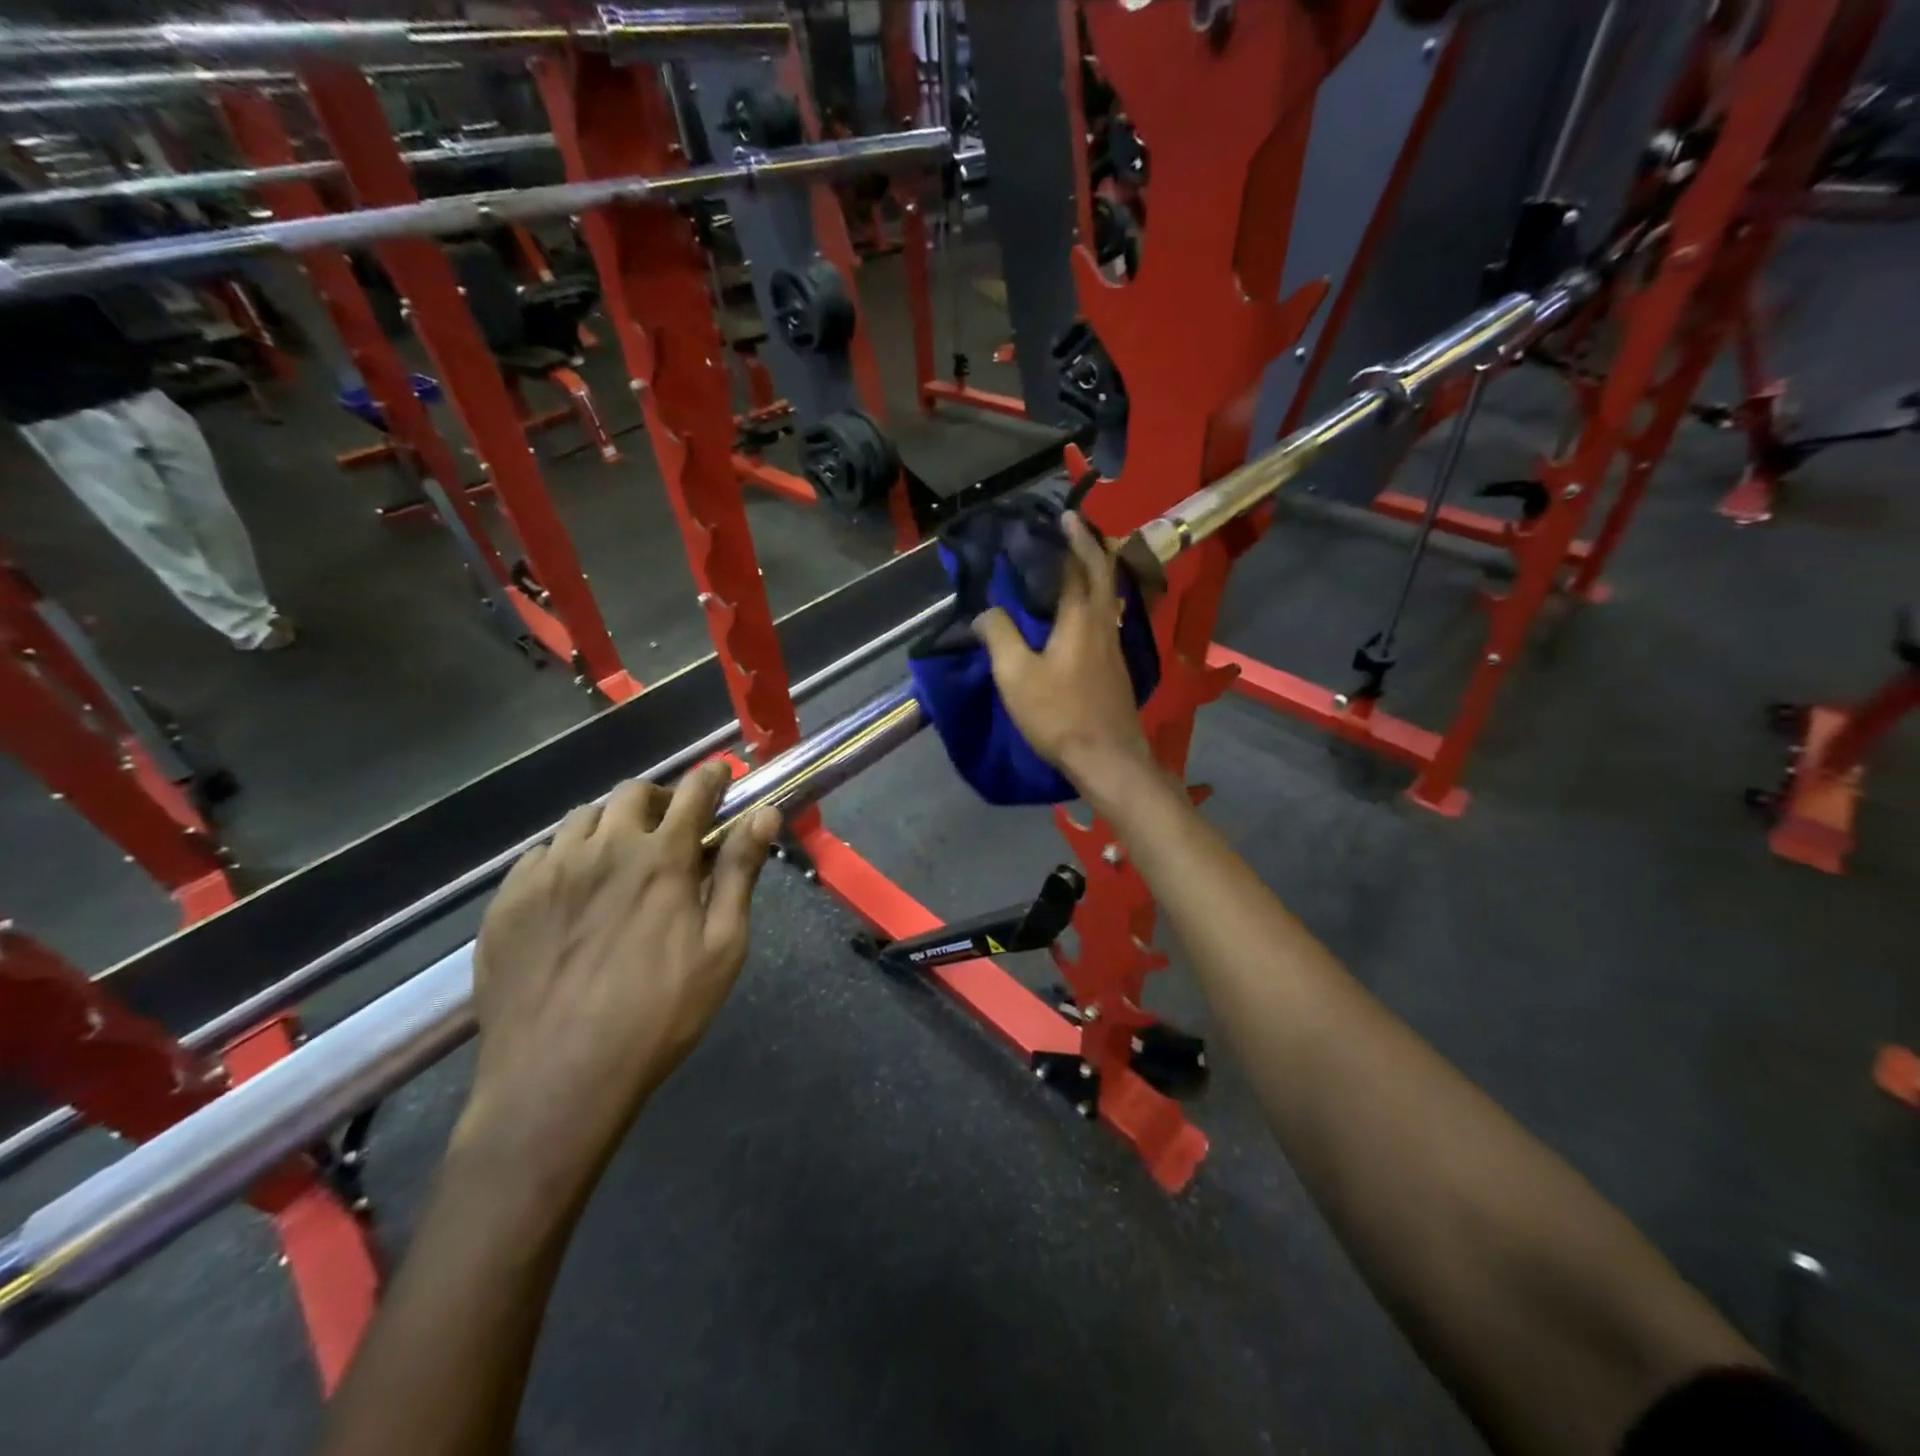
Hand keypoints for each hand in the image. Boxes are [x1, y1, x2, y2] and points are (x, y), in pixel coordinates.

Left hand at [456, 761, 780, 1195]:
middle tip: (672, 826)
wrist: (557, 1079)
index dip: (712, 776)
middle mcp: (601, 849)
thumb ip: (739, 874)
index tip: (721, 774)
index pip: (692, 792)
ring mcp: (548, 872)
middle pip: (632, 793)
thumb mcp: (721, 948)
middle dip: (660, 797)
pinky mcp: (507, 901)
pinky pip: (541, 854)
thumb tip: (763, 815)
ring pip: (583, 818)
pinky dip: (567, 855)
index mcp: (660, 858)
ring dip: (612, 823)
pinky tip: (574, 890)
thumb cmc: (659, 1015)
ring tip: (621, 856)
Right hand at [973, 511, 1151, 788]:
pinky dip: (1092, 598)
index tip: (1059, 516)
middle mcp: (1103, 622)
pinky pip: (1104, 617)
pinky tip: (1077, 610)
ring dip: (1094, 570)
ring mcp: (1114, 645)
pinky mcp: (1115, 666)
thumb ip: (999, 635)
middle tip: (1073, 526)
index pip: (1077, 564)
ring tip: (1072, 560)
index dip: (1069, 538)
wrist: (1107, 757)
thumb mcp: (1016, 675)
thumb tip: (986, 611)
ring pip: (1108, 595)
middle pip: (1103, 572)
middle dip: (1090, 544)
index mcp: (1080, 617)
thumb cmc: (1059, 714)